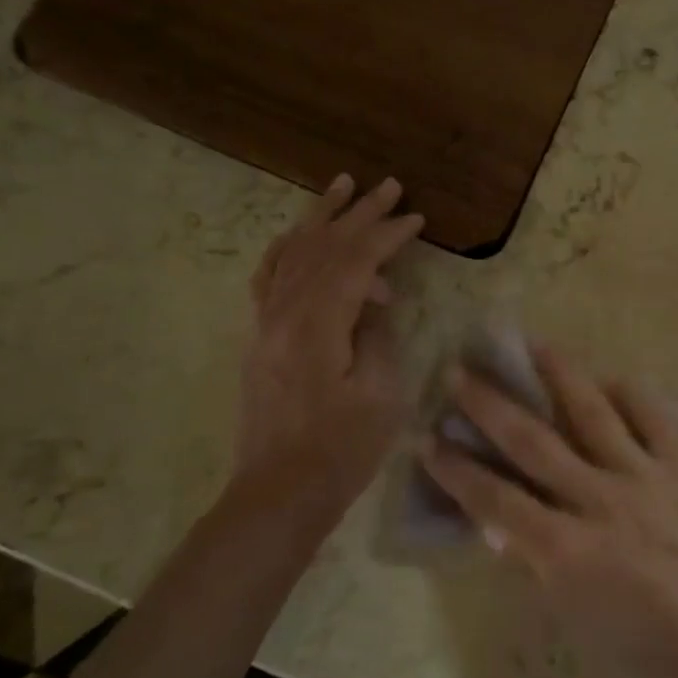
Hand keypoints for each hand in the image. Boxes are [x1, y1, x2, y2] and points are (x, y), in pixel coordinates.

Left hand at [228, 174, 424, 536]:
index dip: (387, 235)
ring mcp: (265, 324)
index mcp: (316, 326)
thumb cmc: (341, 450)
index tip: (417, 217)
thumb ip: (378, 336)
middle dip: (357, 214)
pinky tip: (298, 236)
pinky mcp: (260, 338)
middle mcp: (283, 313)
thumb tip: (375, 302)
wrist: (280, 493)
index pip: (355, 262)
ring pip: (291, 254)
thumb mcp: (380, 395)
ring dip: (319, 219)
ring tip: (341, 187)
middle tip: (387, 185)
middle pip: (322, 248)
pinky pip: (269, 278)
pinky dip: (287, 249)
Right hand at [419, 345, 677, 677]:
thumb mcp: (575, 618)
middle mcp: (600, 501)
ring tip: (536, 344)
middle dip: (490, 406)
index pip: (495, 501)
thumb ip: (539, 565)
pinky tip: (614, 379)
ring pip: (594, 414)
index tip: (428, 441)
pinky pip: (657, 420)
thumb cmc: (647, 652)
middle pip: (534, 443)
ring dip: (560, 376)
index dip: (457, 471)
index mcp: (566, 550)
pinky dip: (634, 395)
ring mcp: (646, 478)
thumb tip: (507, 527)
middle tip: (460, 371)